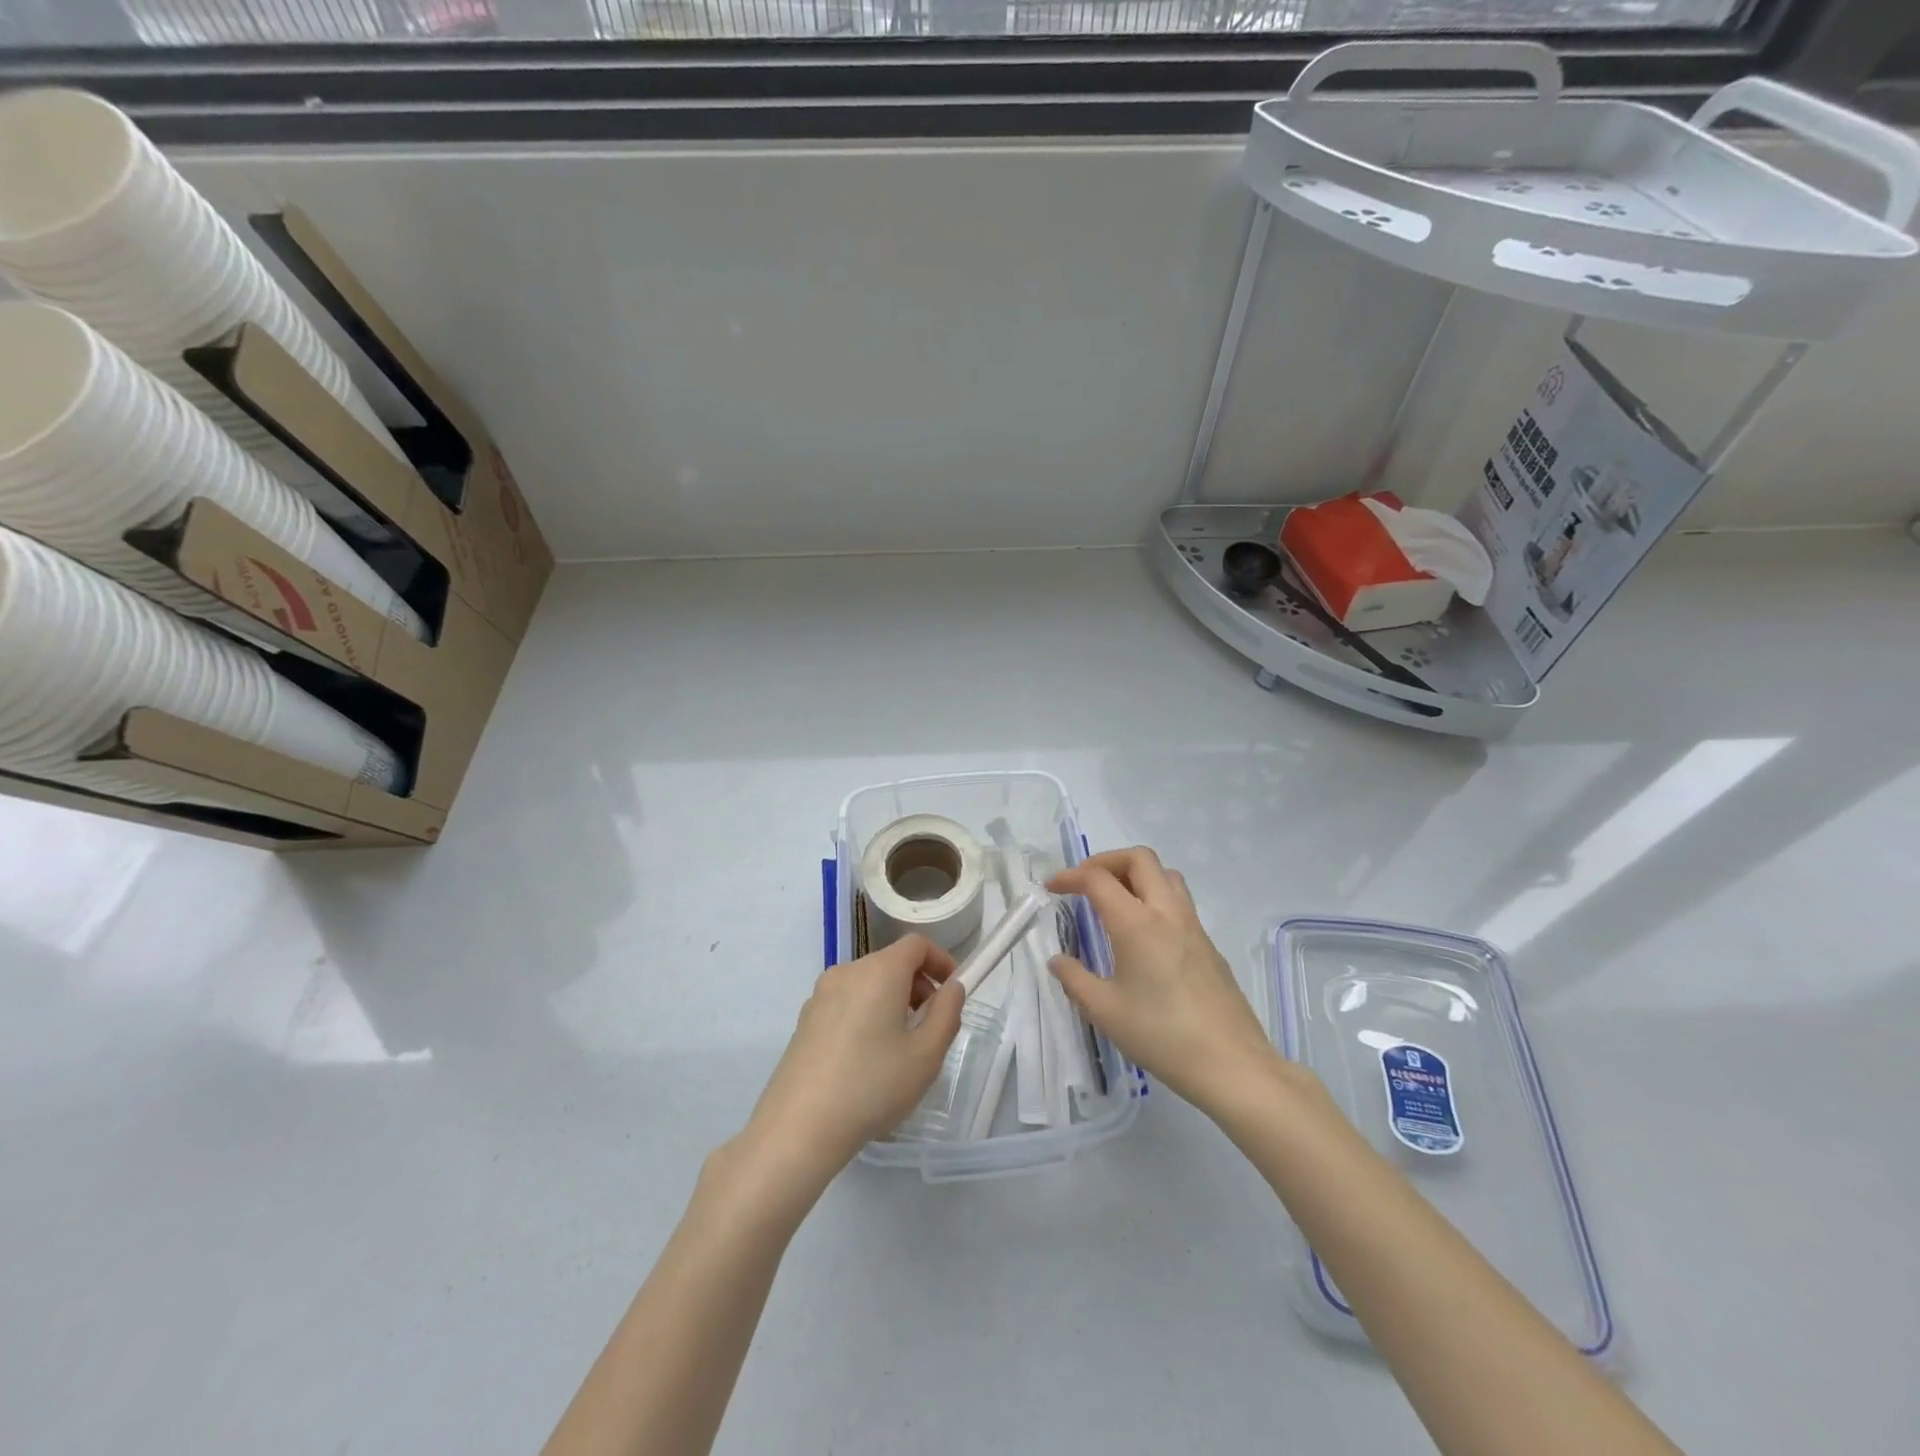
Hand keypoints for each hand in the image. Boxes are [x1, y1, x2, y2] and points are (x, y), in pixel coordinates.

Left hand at [738, 935, 965, 1195]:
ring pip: (868, 984)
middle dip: (918, 985)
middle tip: (931, 1026)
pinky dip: (866, 1014)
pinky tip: (867, 1060)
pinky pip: (846, 1003)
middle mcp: (847, 972)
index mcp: (879, 971)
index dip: (940, 960)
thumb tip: (951, 988)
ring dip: (892, 1001)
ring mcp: (820, 995)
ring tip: (901, 1047)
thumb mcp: (926, 1055)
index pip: (916, 944)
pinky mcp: (805, 1020)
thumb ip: (947, 1014)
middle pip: (891, 963)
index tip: (953, 990)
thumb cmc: (872, 1085)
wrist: (799, 1127)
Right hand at [1047, 848, 1277, 1111]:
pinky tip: (1143, 934)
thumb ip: (1075, 980)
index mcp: (1137, 923)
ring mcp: (1193, 926)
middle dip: (1106, 861)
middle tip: (1084, 883)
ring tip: (1115, 900)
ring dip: (1135, 874)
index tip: (1052, 887)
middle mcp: (1167, 912)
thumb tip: (1058, 961)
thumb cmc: (1161, 1036)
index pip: (1098, 879)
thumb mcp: (1105, 1011)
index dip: (1070, 876)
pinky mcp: (1209, 944)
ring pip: (1165, 874)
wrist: (1231, 1064)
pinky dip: (1155, 897)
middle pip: (1139, 858)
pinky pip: (1179, 901)